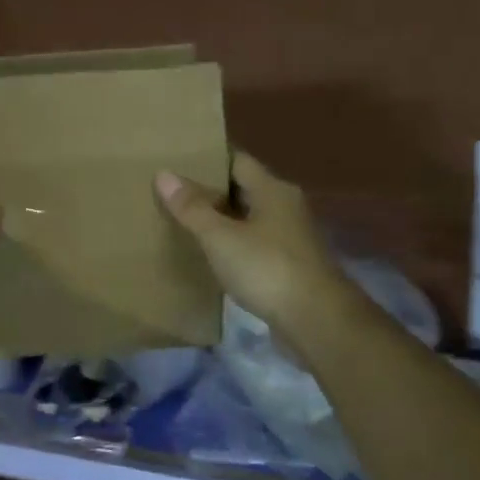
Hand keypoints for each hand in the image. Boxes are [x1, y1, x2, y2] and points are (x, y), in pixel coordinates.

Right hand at [155, 151, 350, 331]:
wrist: (316, 320)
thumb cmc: (267, 268)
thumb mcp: (220, 237)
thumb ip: (192, 207)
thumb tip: (163, 174)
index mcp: (273, 190)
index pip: (237, 160)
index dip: (208, 158)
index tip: (178, 161)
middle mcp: (285, 207)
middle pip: (243, 189)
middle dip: (211, 190)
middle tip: (173, 191)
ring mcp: (290, 237)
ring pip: (249, 218)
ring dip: (221, 219)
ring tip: (184, 221)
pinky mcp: (288, 265)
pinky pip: (254, 244)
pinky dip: (232, 244)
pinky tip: (210, 254)